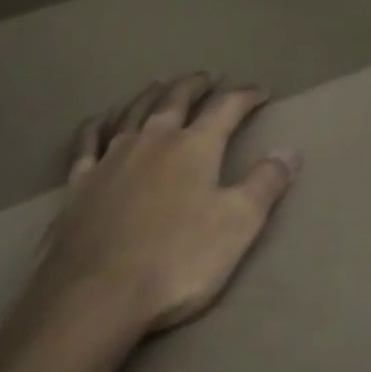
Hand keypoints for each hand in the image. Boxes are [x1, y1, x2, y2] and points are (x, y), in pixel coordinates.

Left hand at [34, 74, 301, 337]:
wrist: (98, 293)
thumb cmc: (178, 259)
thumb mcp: (238, 225)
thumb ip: (265, 184)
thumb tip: (290, 151)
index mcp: (194, 147)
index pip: (226, 108)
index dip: (246, 96)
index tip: (262, 91)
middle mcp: (152, 140)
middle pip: (175, 99)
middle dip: (194, 85)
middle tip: (206, 77)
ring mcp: (112, 158)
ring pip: (133, 111)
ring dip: (150, 94)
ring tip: (160, 83)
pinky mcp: (80, 182)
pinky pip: (88, 141)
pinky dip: (97, 125)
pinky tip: (100, 120)